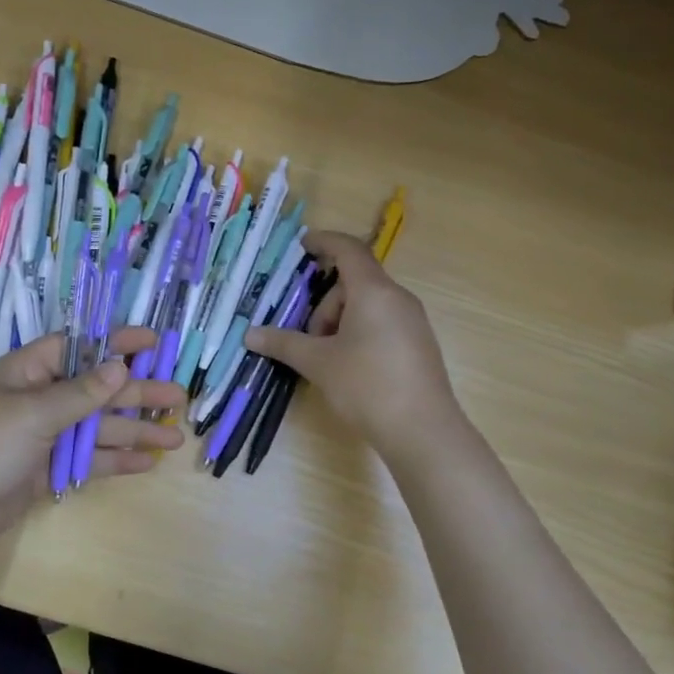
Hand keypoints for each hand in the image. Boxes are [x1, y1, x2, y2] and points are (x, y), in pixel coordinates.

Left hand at [0, 327, 186, 565]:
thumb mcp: (33, 413)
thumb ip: (81, 393)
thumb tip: (120, 366)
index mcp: (27, 372)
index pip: (79, 347)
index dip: (116, 343)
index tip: (153, 342)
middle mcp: (37, 400)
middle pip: (96, 391)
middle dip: (137, 394)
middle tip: (179, 398)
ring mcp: (41, 438)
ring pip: (96, 429)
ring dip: (133, 431)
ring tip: (174, 437)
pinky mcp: (44, 472)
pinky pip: (86, 460)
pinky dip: (114, 461)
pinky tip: (145, 463)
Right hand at [245, 231, 458, 460]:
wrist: (423, 430)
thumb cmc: (367, 386)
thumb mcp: (319, 363)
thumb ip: (284, 343)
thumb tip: (250, 335)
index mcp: (374, 292)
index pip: (348, 250)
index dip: (324, 242)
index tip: (303, 245)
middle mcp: (398, 298)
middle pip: (354, 284)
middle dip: (325, 306)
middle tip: (310, 341)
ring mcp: (413, 322)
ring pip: (367, 306)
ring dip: (340, 323)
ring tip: (329, 361)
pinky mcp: (418, 345)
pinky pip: (382, 324)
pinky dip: (360, 334)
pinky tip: (351, 369)